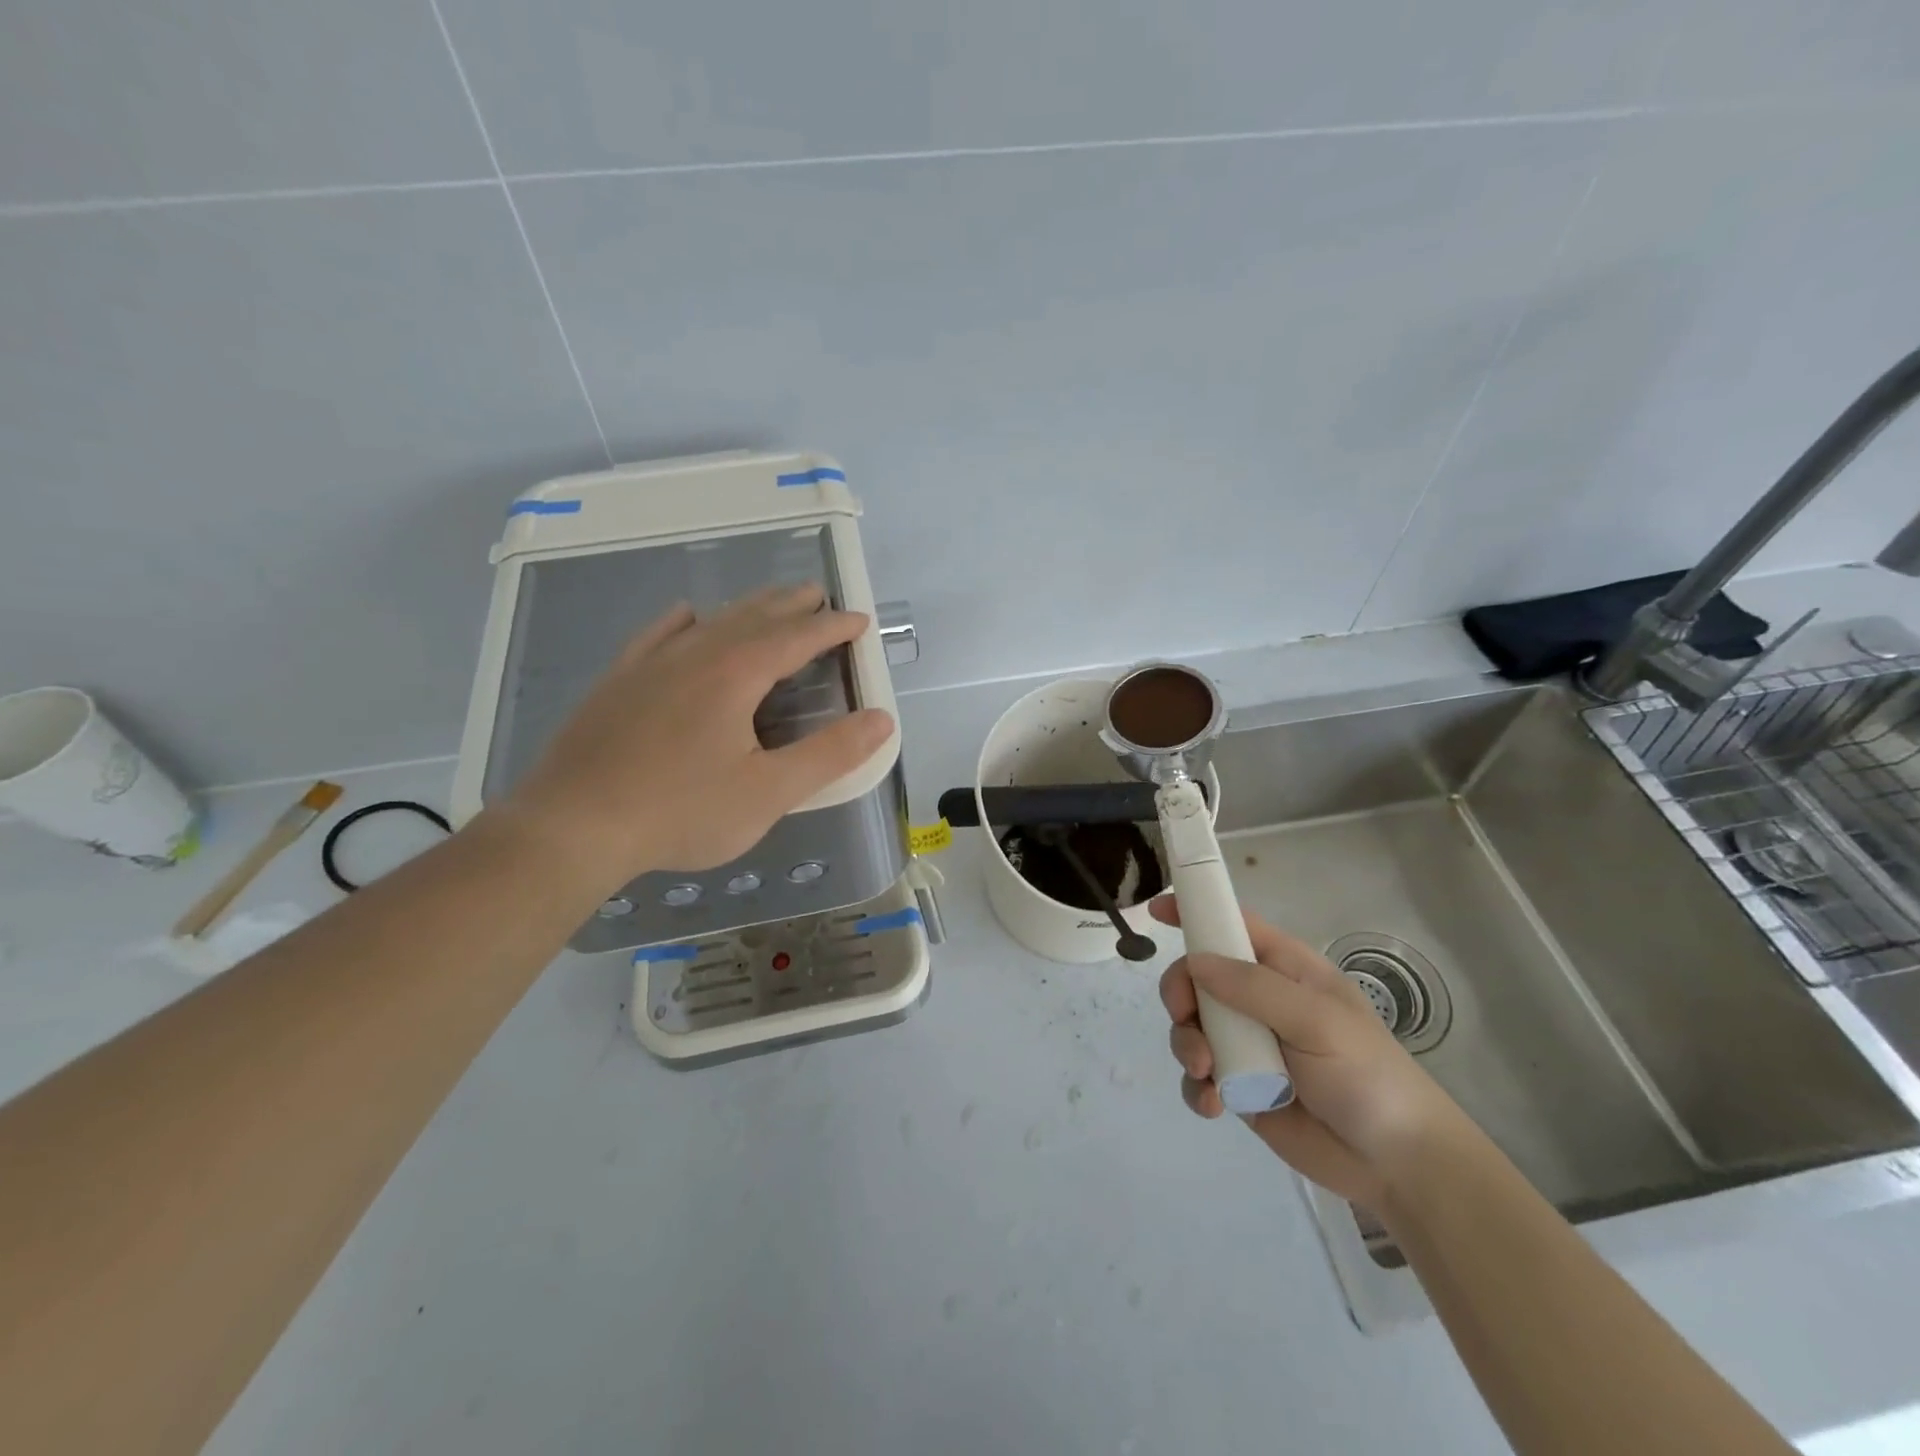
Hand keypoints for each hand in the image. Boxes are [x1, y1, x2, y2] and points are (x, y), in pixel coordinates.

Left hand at [502, 584, 894, 891]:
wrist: (571, 826)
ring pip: (710, 621)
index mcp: (736, 674)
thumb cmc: (681, 811)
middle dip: (791, 605)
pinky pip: (658, 635)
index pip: (797, 637)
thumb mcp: (769, 792)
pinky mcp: (618, 682)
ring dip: (747, 609)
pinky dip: (684, 622)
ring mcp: (650, 664)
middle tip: (818, 597)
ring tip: (769, 603)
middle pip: (754, 616)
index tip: (858, 620)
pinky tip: (686, 617)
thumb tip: (882, 719)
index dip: (832, 627)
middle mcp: (695, 654)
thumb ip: (830, 754)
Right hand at [1151, 896, 1461, 1209]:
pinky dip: (1196, 1087)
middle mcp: (1260, 1001)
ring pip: (1191, 1026)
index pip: (1234, 925)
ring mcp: (1247, 1045)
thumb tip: (1195, 961)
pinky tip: (1213, 1104)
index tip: (1156, 910)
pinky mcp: (1240, 1087)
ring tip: (1207, 1073)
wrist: (1396, 1164)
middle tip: (1184, 1016)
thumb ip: (1254, 988)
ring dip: (1187, 1045)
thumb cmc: (1367, 1076)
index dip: (1196, 913)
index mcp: (1285, 970)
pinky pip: (1199, 1076)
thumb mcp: (1317, 1022)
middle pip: (1198, 977)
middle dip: (1181, 994)